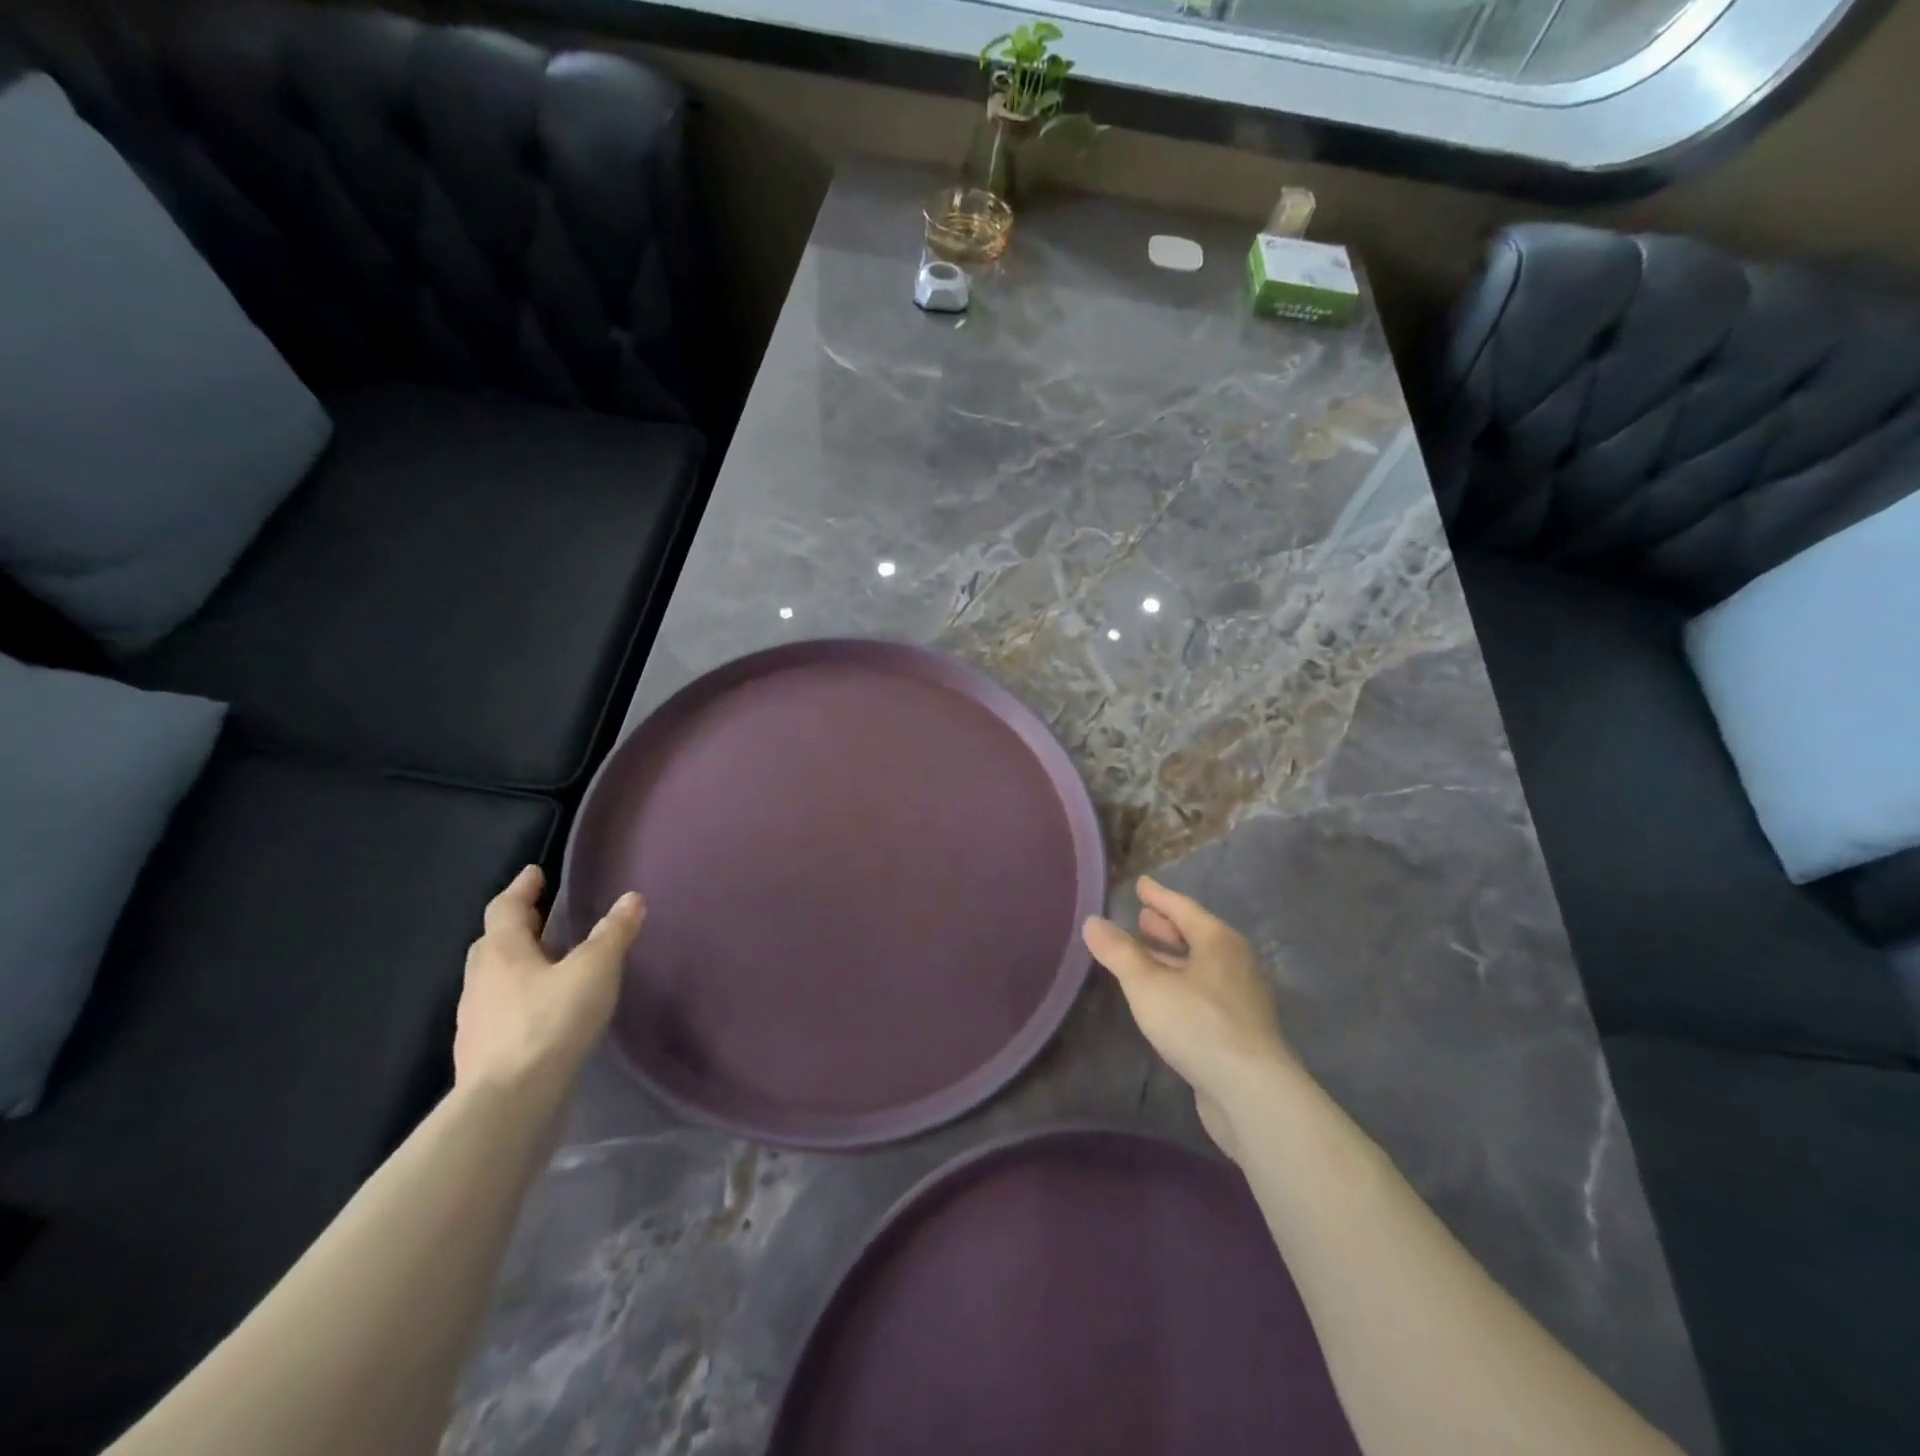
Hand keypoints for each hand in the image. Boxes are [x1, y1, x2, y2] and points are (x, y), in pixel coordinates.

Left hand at [454, 866, 645, 1091]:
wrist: (508, 1104)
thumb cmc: (550, 1023)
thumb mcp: (594, 970)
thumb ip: (613, 933)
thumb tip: (631, 898)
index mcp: (502, 952)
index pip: (505, 908)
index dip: (522, 888)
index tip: (535, 873)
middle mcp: (481, 981)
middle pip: (493, 942)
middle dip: (516, 926)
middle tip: (540, 916)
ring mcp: (476, 1020)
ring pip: (493, 979)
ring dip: (516, 965)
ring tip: (546, 965)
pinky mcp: (482, 1053)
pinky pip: (499, 1011)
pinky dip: (518, 1000)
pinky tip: (541, 1013)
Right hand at [1083, 876, 1292, 1160]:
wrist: (1252, 1094)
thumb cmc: (1198, 1025)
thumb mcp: (1147, 985)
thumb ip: (1118, 952)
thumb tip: (1092, 922)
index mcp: (1219, 942)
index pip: (1184, 908)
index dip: (1159, 896)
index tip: (1141, 885)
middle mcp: (1236, 963)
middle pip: (1197, 936)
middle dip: (1168, 927)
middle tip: (1142, 918)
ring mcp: (1243, 999)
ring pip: (1202, 967)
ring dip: (1174, 958)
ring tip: (1147, 956)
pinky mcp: (1242, 1031)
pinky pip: (1206, 993)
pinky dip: (1183, 985)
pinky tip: (1167, 999)